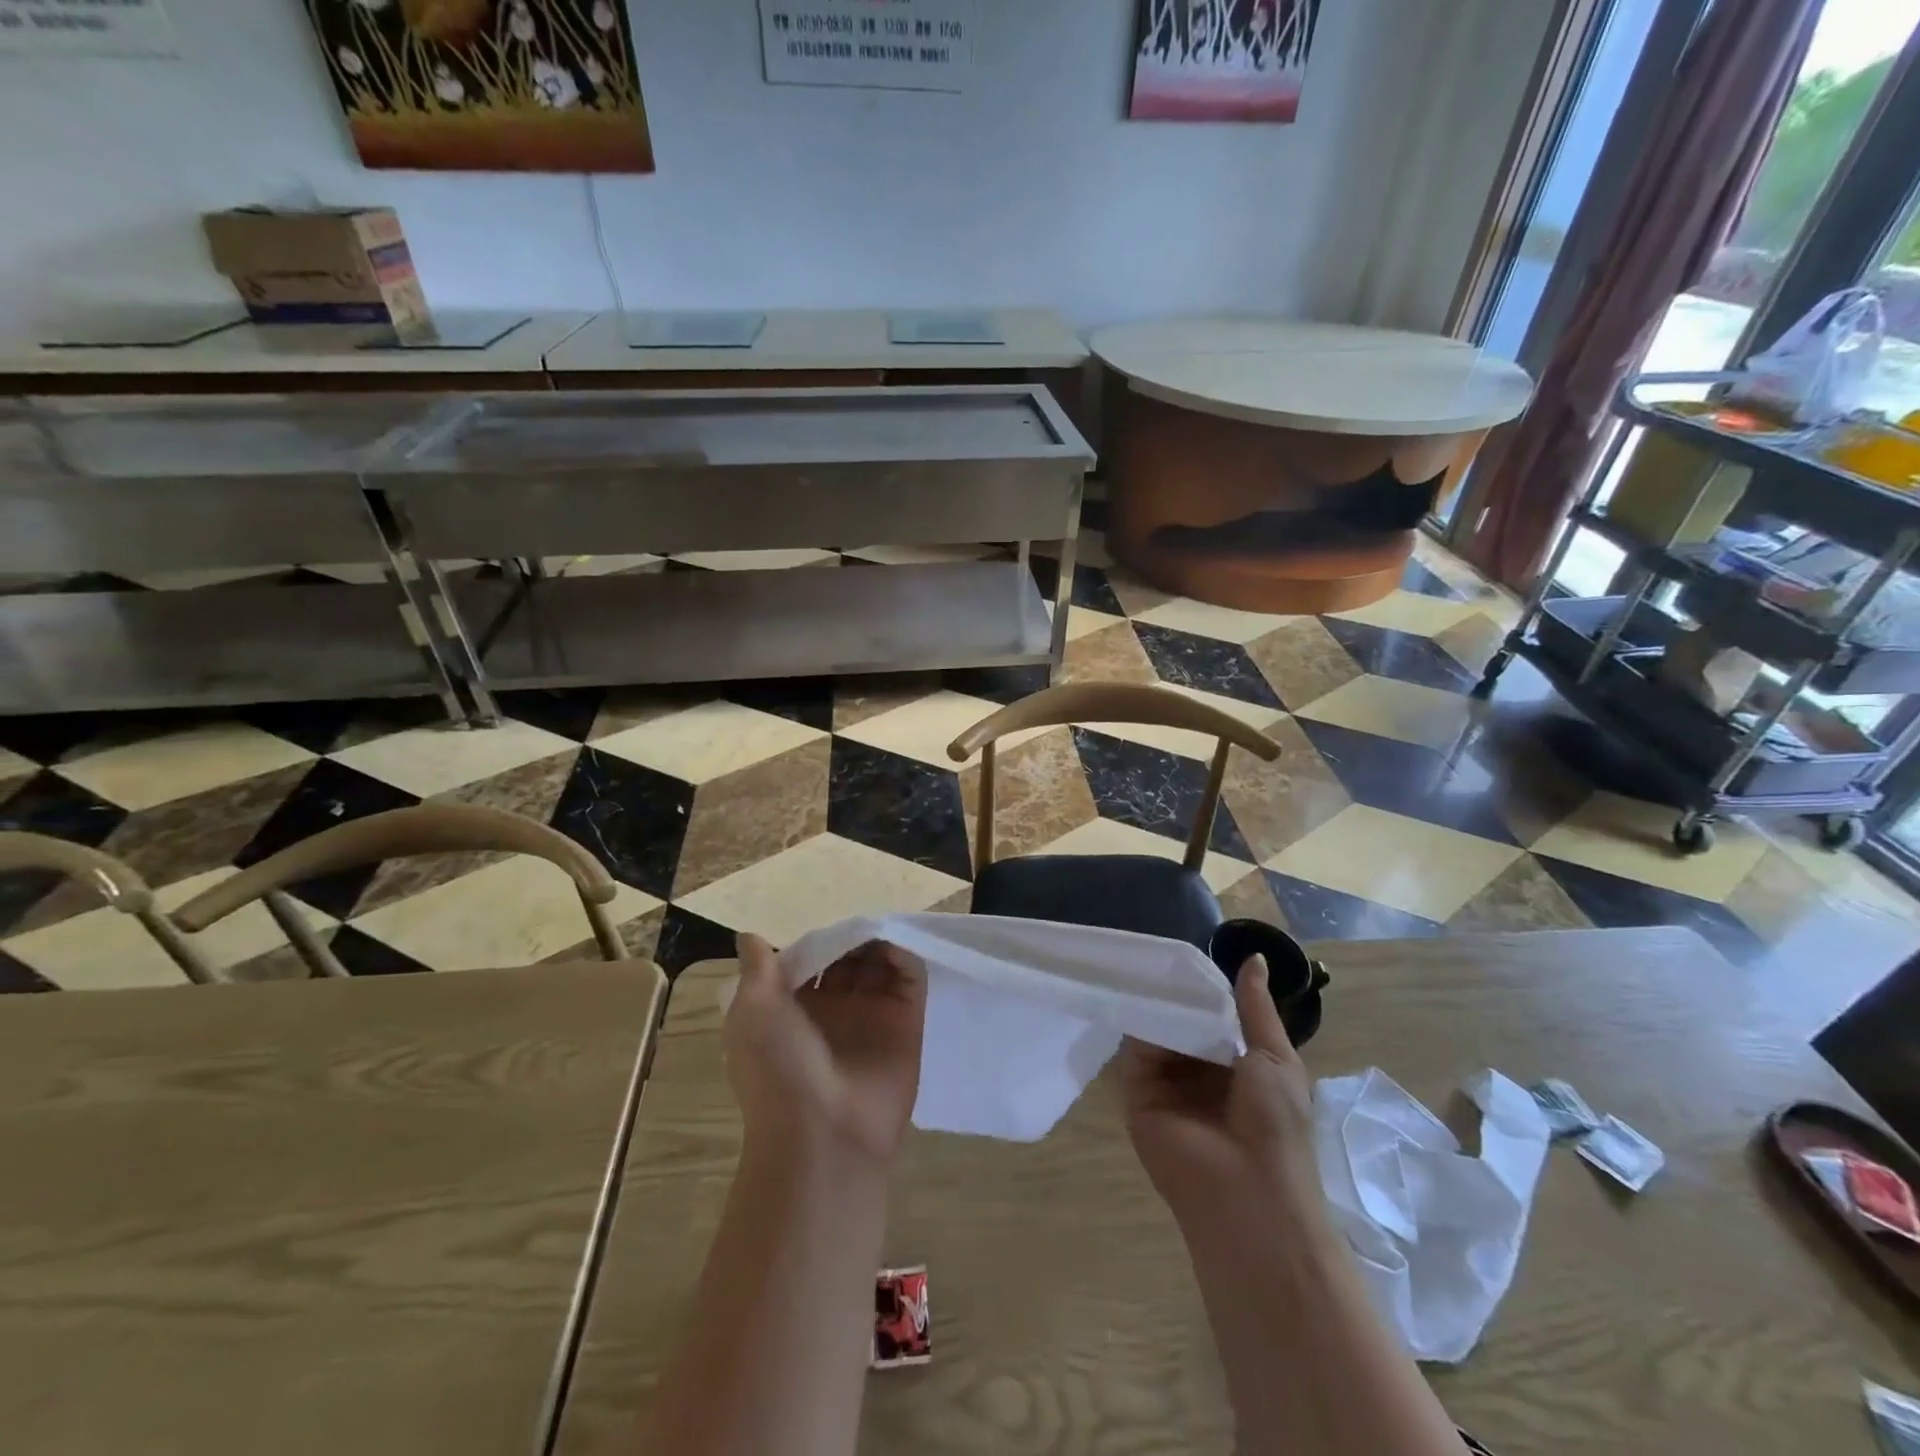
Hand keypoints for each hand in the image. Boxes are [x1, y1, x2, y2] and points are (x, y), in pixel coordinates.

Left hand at [724, 933, 927, 1169]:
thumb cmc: (778, 1070)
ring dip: (879, 942)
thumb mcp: (753, 1013)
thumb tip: (751, 936)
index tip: (824, 922)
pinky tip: (894, 942)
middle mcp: (836, 1012)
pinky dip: (906, 955)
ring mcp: (873, 1016)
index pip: (811, 962)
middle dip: (851, 938)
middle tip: (856, 921)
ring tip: (876, 926)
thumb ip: (758, 970)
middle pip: (849, 960)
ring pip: (881, 965)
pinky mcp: (907, 1022)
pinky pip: (911, 979)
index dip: (818, 941)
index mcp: (795, 1011)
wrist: (822, 1136)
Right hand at [1122, 955, 1321, 1222]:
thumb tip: (1254, 956)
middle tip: (1158, 951)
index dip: (1204, 989)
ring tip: (1142, 963)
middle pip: (1181, 1023)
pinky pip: (1135, 1052)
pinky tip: (1133, 993)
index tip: (1189, 954)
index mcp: (1236, 1067)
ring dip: (1155, 1004)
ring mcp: (1167, 1085)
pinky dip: (1136, 1024)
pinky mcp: (1137, 1095)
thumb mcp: (1274, 1056)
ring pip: (1157, 1033)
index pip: (1213, 1018)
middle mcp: (1199, 1074)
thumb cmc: (1274, 1124)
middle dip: (1175, 994)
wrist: (1247, 1192)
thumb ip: (1255, 1007)